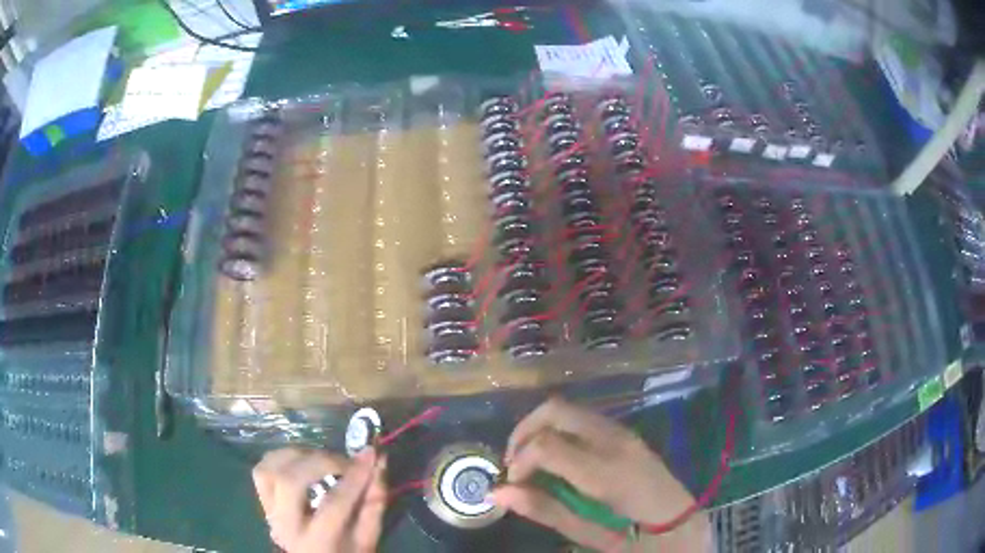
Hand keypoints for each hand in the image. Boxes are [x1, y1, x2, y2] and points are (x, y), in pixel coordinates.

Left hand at [253, 448, 386, 552]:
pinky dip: (282, 456)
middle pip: (291, 481)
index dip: (354, 477)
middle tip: (344, 461)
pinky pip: (263, 468)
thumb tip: (378, 464)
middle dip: (320, 461)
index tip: (370, 455)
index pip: (334, 504)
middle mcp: (286, 525)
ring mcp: (269, 511)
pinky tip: (302, 460)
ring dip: (298, 455)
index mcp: (318, 542)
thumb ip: (374, 504)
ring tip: (322, 459)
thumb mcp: (367, 539)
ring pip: (270, 469)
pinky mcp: (262, 500)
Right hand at [491, 398, 710, 551]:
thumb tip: (498, 492)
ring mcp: (622, 431)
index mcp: (605, 472)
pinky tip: (557, 455)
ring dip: (540, 427)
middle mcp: (614, 441)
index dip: (519, 460)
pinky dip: (559, 428)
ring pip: (568, 408)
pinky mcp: (625, 432)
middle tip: (514, 463)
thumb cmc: (632, 536)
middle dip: (523, 431)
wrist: (677, 522)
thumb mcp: (586, 532)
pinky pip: (583, 417)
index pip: (547, 445)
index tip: (513, 483)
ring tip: (531, 459)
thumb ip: (544, 509)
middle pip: (554, 410)